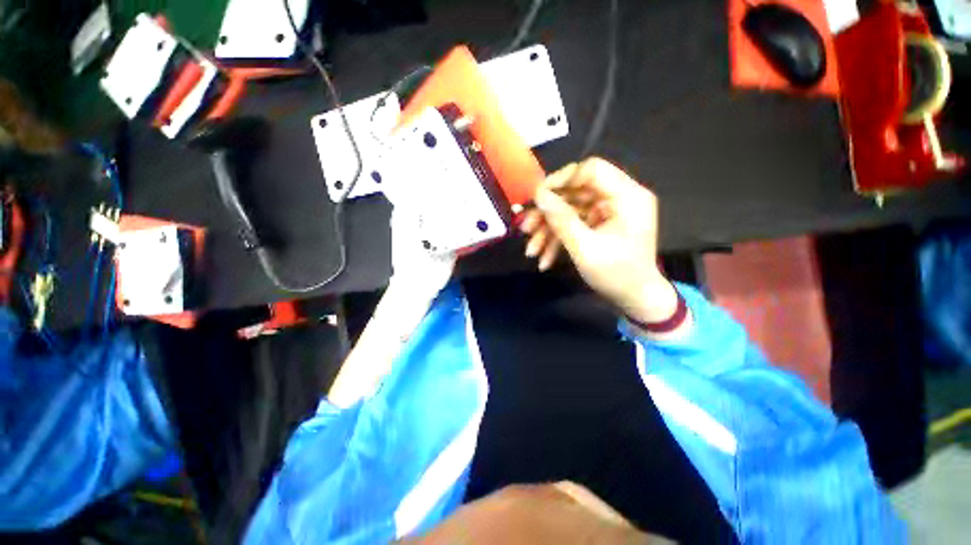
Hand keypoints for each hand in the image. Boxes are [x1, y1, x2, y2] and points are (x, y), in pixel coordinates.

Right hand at [521, 158, 678, 324]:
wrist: (636, 300)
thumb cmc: (617, 275)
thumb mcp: (585, 248)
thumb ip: (561, 219)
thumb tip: (538, 195)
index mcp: (626, 197)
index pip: (591, 170)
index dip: (561, 179)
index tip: (537, 196)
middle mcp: (619, 198)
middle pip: (575, 192)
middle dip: (548, 213)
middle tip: (526, 228)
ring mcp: (608, 213)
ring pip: (570, 211)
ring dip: (549, 230)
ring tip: (531, 250)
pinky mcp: (600, 225)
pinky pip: (575, 224)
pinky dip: (558, 239)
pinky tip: (544, 259)